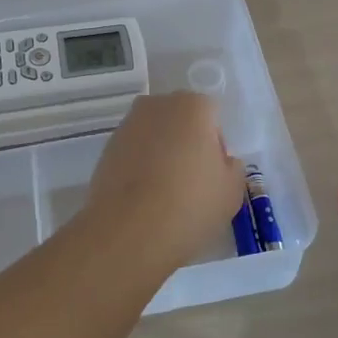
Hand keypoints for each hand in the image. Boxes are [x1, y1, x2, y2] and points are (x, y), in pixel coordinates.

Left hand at [84, 92, 244, 270]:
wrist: (129, 232)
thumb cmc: (190, 204)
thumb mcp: (232, 191)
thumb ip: (232, 167)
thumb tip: (220, 161)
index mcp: (193, 106)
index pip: (212, 115)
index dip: (215, 144)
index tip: (213, 173)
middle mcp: (157, 106)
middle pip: (180, 120)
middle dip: (186, 143)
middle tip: (192, 182)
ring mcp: (127, 126)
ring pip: (155, 136)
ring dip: (161, 155)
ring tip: (165, 195)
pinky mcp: (106, 149)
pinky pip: (133, 153)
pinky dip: (140, 168)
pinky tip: (144, 200)